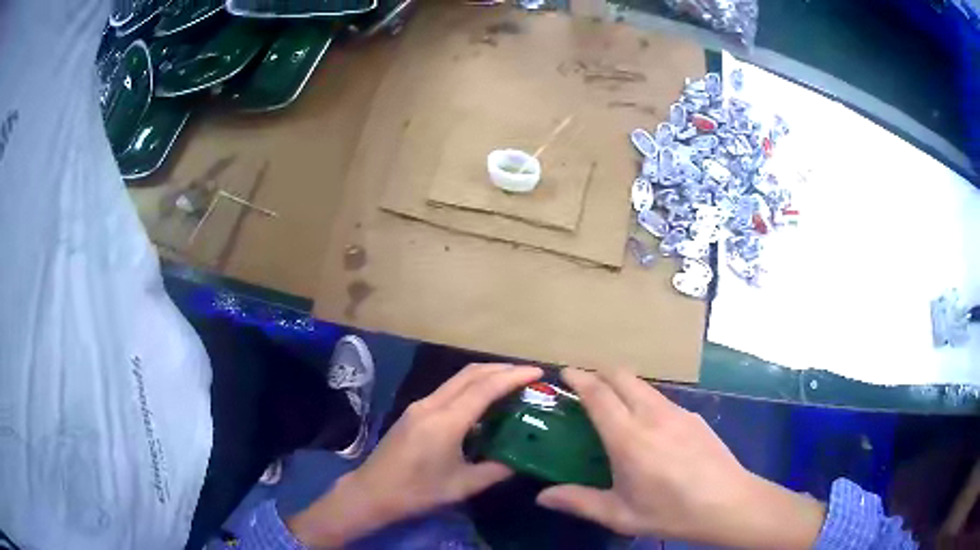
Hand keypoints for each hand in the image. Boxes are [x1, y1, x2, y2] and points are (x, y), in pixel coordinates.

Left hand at [288, 363, 542, 547]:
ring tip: (512, 384)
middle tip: (529, 376)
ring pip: (458, 379)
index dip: (513, 377)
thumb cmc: (418, 492)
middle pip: (471, 373)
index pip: (485, 388)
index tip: (539, 372)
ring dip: (486, 375)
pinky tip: (484, 402)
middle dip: (502, 369)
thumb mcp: (463, 486)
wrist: (372, 492)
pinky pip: (448, 390)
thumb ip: (497, 470)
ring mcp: (420, 405)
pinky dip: (471, 387)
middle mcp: (431, 405)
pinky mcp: (415, 411)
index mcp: (445, 422)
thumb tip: (524, 460)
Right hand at [537, 368, 825, 548]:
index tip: (564, 372)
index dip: (579, 378)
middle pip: (622, 375)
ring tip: (614, 406)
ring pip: (643, 385)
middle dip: (600, 372)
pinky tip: (650, 427)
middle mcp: (652, 415)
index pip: (599, 394)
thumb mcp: (620, 515)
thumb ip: (579, 502)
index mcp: (628, 438)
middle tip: (585, 387)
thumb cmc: (671, 512)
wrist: (728, 503)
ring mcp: (677, 412)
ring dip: (623, 384)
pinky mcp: (694, 416)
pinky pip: (662, 399)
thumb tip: (542, 497)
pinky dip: (645, 399)